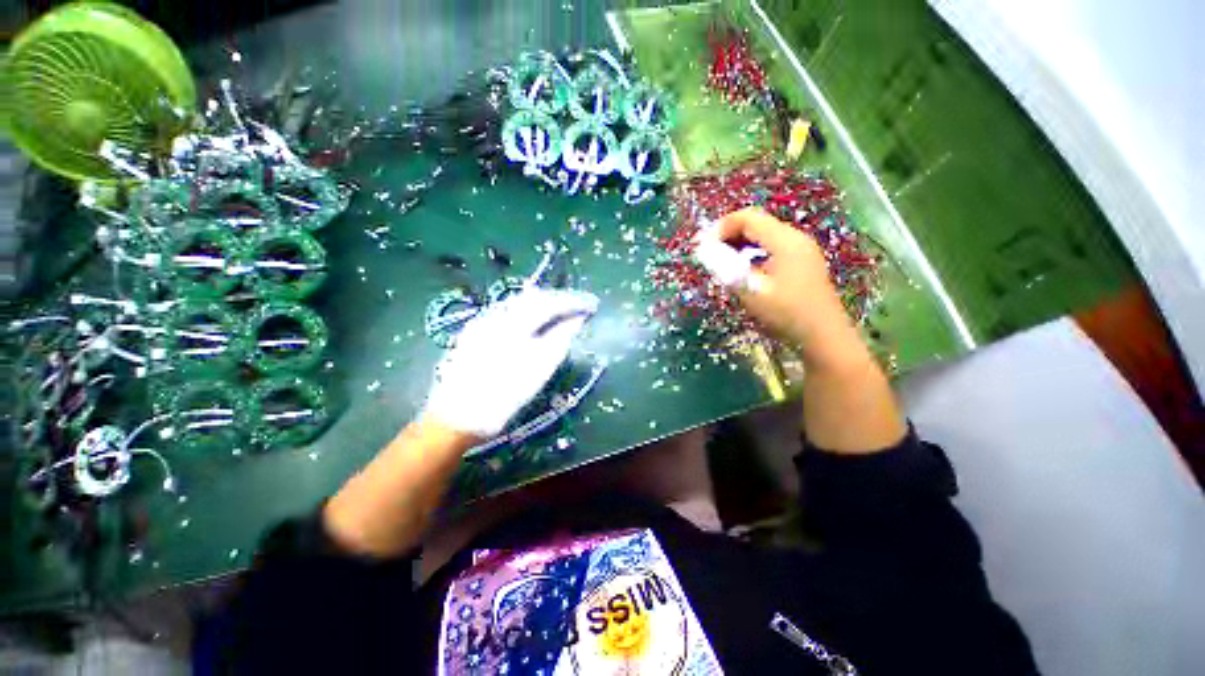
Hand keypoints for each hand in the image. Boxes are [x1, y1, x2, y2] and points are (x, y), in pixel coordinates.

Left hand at [424, 287, 598, 438]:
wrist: (457, 417)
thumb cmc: (503, 395)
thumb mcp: (539, 369)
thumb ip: (560, 339)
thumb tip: (576, 320)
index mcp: (513, 322)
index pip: (549, 302)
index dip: (573, 301)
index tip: (592, 304)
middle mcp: (496, 314)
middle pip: (533, 297)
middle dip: (558, 299)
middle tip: (579, 305)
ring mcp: (482, 322)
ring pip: (518, 303)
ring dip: (543, 304)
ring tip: (562, 310)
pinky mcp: (475, 333)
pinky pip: (507, 312)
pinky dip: (527, 312)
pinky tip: (533, 321)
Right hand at [711, 208, 905, 451]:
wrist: (830, 347)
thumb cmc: (792, 318)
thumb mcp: (751, 293)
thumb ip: (725, 270)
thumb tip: (703, 253)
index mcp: (786, 241)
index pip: (747, 217)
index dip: (720, 227)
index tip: (701, 247)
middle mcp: (796, 243)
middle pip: (755, 226)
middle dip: (727, 238)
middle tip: (708, 259)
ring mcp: (801, 258)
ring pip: (762, 242)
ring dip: (739, 251)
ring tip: (722, 271)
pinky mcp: (801, 273)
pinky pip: (768, 257)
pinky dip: (751, 263)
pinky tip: (744, 282)